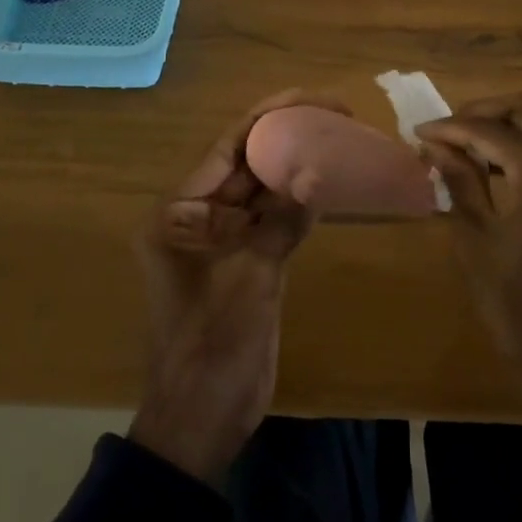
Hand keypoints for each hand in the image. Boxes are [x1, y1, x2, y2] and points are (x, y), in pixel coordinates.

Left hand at [129, 89, 347, 484]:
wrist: (200, 422)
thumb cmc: (211, 351)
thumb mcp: (247, 283)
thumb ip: (280, 226)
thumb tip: (317, 175)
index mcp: (179, 214)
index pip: (228, 148)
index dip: (269, 117)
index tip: (313, 99)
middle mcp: (197, 217)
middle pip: (246, 164)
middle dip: (289, 137)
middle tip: (340, 117)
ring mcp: (222, 240)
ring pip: (263, 191)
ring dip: (297, 168)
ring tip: (341, 141)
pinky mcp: (246, 262)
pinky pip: (273, 221)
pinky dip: (299, 205)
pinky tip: (331, 186)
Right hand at [417, 93, 521, 421]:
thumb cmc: (519, 306)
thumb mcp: (477, 241)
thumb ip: (459, 182)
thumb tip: (436, 146)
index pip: (489, 131)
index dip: (450, 128)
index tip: (417, 133)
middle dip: (480, 113)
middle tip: (444, 132)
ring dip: (502, 128)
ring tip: (460, 148)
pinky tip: (491, 167)